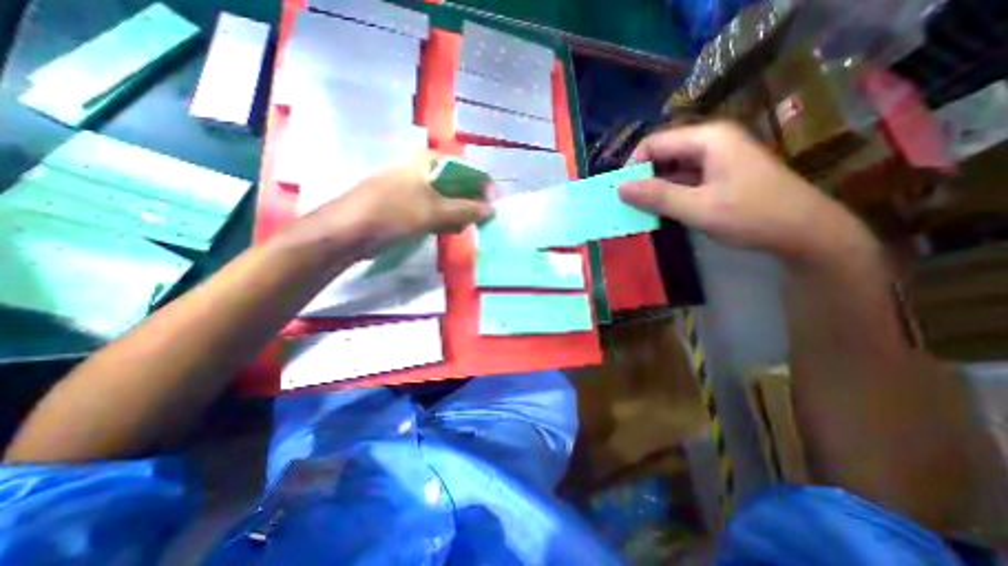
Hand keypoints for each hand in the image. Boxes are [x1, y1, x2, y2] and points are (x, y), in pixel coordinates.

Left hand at [311, 155, 493, 252]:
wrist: (347, 231)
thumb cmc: (393, 213)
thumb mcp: (435, 211)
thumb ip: (466, 209)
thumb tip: (492, 210)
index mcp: (428, 161)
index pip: (467, 168)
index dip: (482, 187)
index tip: (491, 207)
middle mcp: (421, 169)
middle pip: (457, 183)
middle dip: (470, 203)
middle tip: (478, 222)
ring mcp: (412, 187)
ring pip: (445, 199)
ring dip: (457, 214)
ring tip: (462, 229)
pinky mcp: (405, 204)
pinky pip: (433, 209)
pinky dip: (443, 220)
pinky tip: (447, 232)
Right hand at [619, 122, 861, 258]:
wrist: (804, 231)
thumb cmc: (752, 216)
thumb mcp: (698, 208)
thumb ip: (657, 196)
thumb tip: (620, 188)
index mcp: (708, 139)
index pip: (654, 143)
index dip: (633, 166)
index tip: (622, 193)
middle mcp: (711, 141)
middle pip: (662, 153)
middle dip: (642, 177)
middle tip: (629, 204)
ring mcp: (717, 157)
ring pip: (672, 167)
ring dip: (655, 187)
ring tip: (642, 209)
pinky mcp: (720, 173)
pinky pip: (685, 178)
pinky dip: (670, 192)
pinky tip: (663, 210)